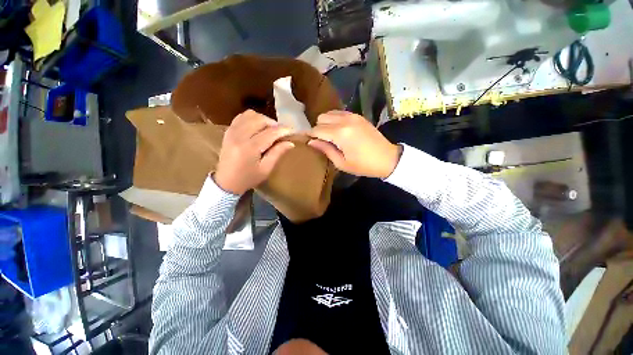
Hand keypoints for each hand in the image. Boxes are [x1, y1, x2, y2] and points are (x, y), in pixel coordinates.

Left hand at [214, 110, 294, 194]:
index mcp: (249, 148)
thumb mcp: (266, 169)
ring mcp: (231, 131)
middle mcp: (239, 136)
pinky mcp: (228, 131)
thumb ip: (277, 153)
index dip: (283, 130)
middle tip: (280, 132)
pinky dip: (252, 119)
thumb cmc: (248, 178)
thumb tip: (290, 143)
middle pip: (260, 120)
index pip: (270, 133)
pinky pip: (241, 117)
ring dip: (263, 120)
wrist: (226, 182)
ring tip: (269, 129)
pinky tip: (257, 127)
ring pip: (250, 115)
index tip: (292, 131)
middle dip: (273, 123)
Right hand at [308, 111, 400, 177]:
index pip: (317, 129)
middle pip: (321, 118)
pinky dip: (334, 119)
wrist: (387, 158)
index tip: (305, 139)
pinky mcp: (358, 116)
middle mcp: (345, 120)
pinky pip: (340, 112)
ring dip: (325, 122)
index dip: (309, 135)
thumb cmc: (363, 165)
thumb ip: (325, 150)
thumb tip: (311, 142)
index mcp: (340, 134)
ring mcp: (353, 116)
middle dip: (318, 128)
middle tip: (320, 140)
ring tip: (329, 135)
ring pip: (330, 113)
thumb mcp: (342, 163)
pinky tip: (338, 130)